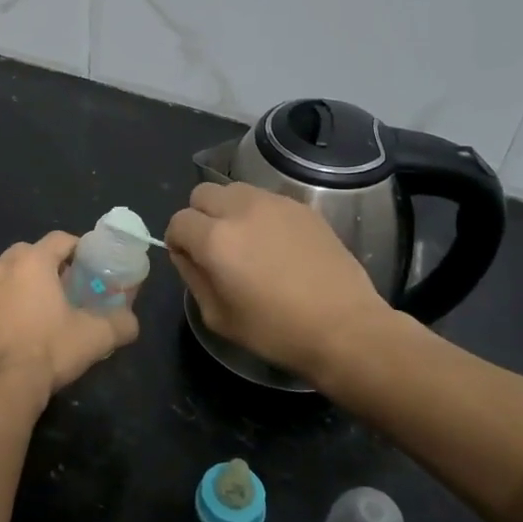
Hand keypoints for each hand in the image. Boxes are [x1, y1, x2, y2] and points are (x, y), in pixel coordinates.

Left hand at [0, 232, 140, 419]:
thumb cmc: (49, 351)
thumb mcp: (95, 337)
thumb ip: (121, 323)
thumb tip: (131, 322)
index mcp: (32, 262)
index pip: (60, 239)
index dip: (77, 248)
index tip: (89, 265)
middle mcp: (1, 267)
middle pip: (29, 253)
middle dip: (47, 264)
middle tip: (65, 287)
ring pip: (5, 275)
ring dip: (21, 284)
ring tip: (38, 309)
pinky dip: (1, 305)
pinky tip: (13, 329)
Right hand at [166, 182, 394, 384]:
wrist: (344, 328)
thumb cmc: (276, 332)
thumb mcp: (218, 317)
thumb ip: (193, 277)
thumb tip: (186, 254)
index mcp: (215, 239)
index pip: (178, 221)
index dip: (178, 241)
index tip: (190, 259)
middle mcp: (241, 210)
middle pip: (202, 193)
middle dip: (199, 216)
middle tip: (215, 246)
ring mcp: (275, 203)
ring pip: (234, 190)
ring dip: (229, 210)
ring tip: (246, 240)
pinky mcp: (302, 207)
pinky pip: (266, 199)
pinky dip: (259, 214)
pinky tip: (276, 244)